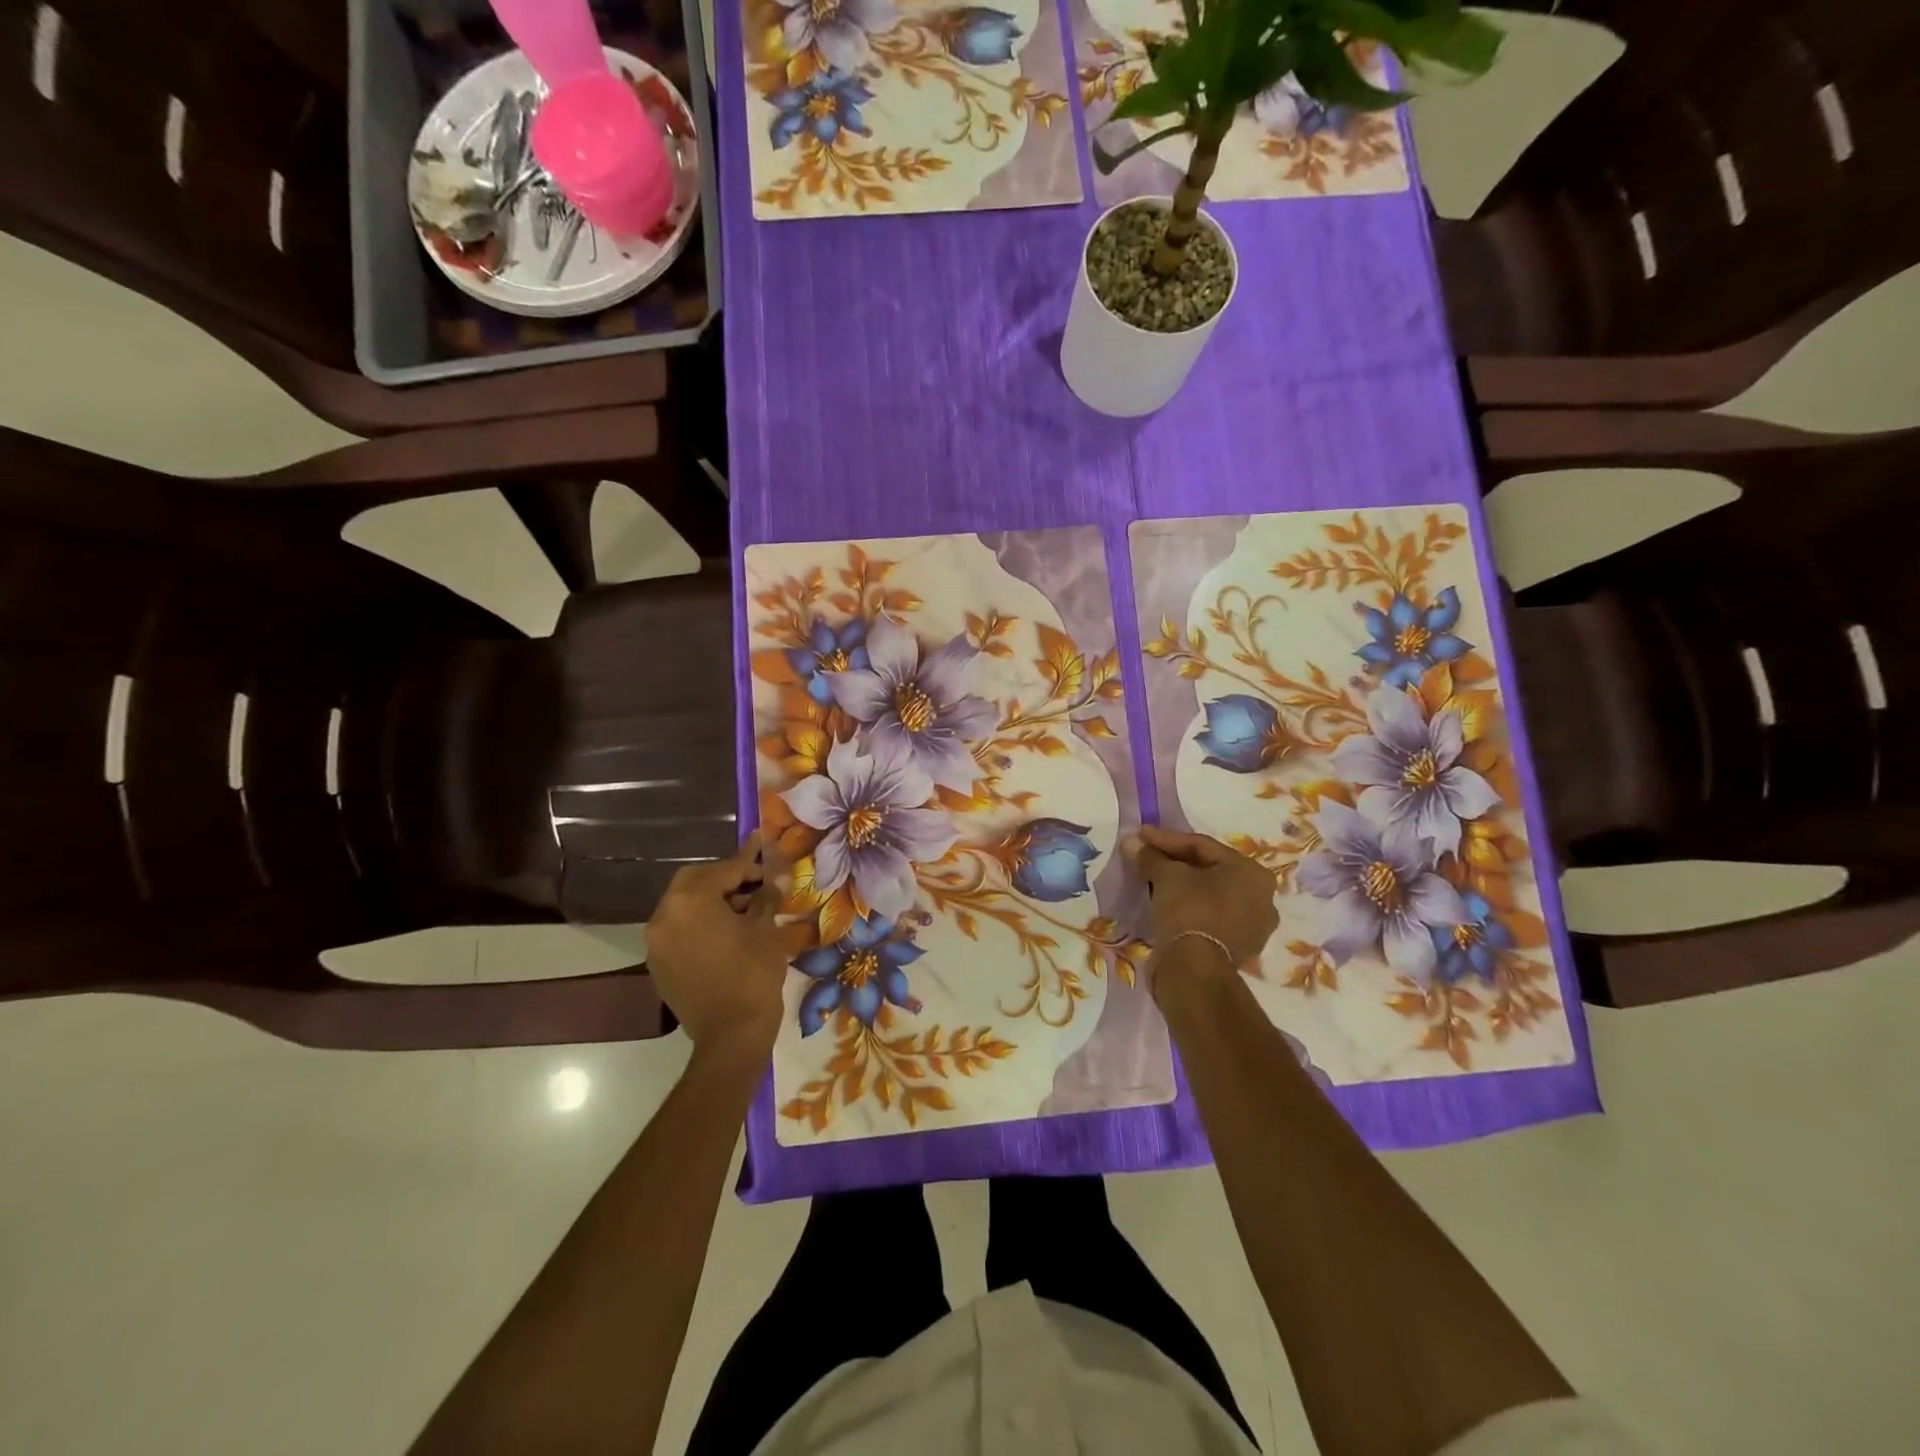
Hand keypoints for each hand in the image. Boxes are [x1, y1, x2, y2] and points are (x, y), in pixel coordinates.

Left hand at [646, 833, 788, 1059]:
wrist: (731, 1036)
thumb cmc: (753, 975)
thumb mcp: (766, 930)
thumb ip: (766, 896)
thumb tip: (776, 874)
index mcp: (690, 902)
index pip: (723, 870)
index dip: (748, 860)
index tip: (764, 844)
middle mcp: (664, 916)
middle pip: (694, 882)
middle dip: (725, 877)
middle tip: (755, 880)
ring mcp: (657, 942)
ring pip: (684, 905)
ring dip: (712, 900)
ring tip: (745, 908)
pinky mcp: (658, 963)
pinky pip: (679, 929)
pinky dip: (699, 922)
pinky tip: (727, 931)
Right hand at [1127, 825, 1278, 979]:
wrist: (1195, 969)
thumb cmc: (1189, 910)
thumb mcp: (1166, 876)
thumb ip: (1150, 856)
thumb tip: (1131, 842)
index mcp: (1252, 872)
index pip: (1202, 846)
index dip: (1167, 839)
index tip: (1141, 836)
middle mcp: (1262, 897)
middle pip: (1210, 870)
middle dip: (1176, 862)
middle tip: (1148, 856)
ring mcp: (1254, 926)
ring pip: (1211, 895)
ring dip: (1183, 886)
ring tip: (1154, 880)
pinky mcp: (1240, 948)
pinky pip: (1211, 917)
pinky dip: (1190, 908)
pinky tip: (1167, 905)